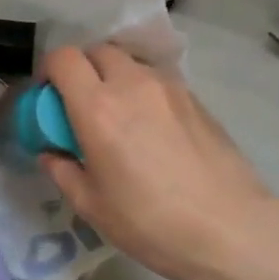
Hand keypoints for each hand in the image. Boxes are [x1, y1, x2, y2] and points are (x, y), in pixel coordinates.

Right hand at [41, 45, 276, 279]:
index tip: (48, 98)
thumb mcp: (93, 206)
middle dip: (82, 70)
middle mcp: (132, 84)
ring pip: (131, 63)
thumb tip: (50, 153)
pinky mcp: (196, 99)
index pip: (64, 59)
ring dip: (115, 78)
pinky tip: (152, 130)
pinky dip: (143, 92)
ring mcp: (169, 87)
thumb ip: (63, 171)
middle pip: (98, 51)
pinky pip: (158, 81)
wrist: (230, 228)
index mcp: (98, 107)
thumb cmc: (151, 223)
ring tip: (119, 117)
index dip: (49, 72)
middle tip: (81, 107)